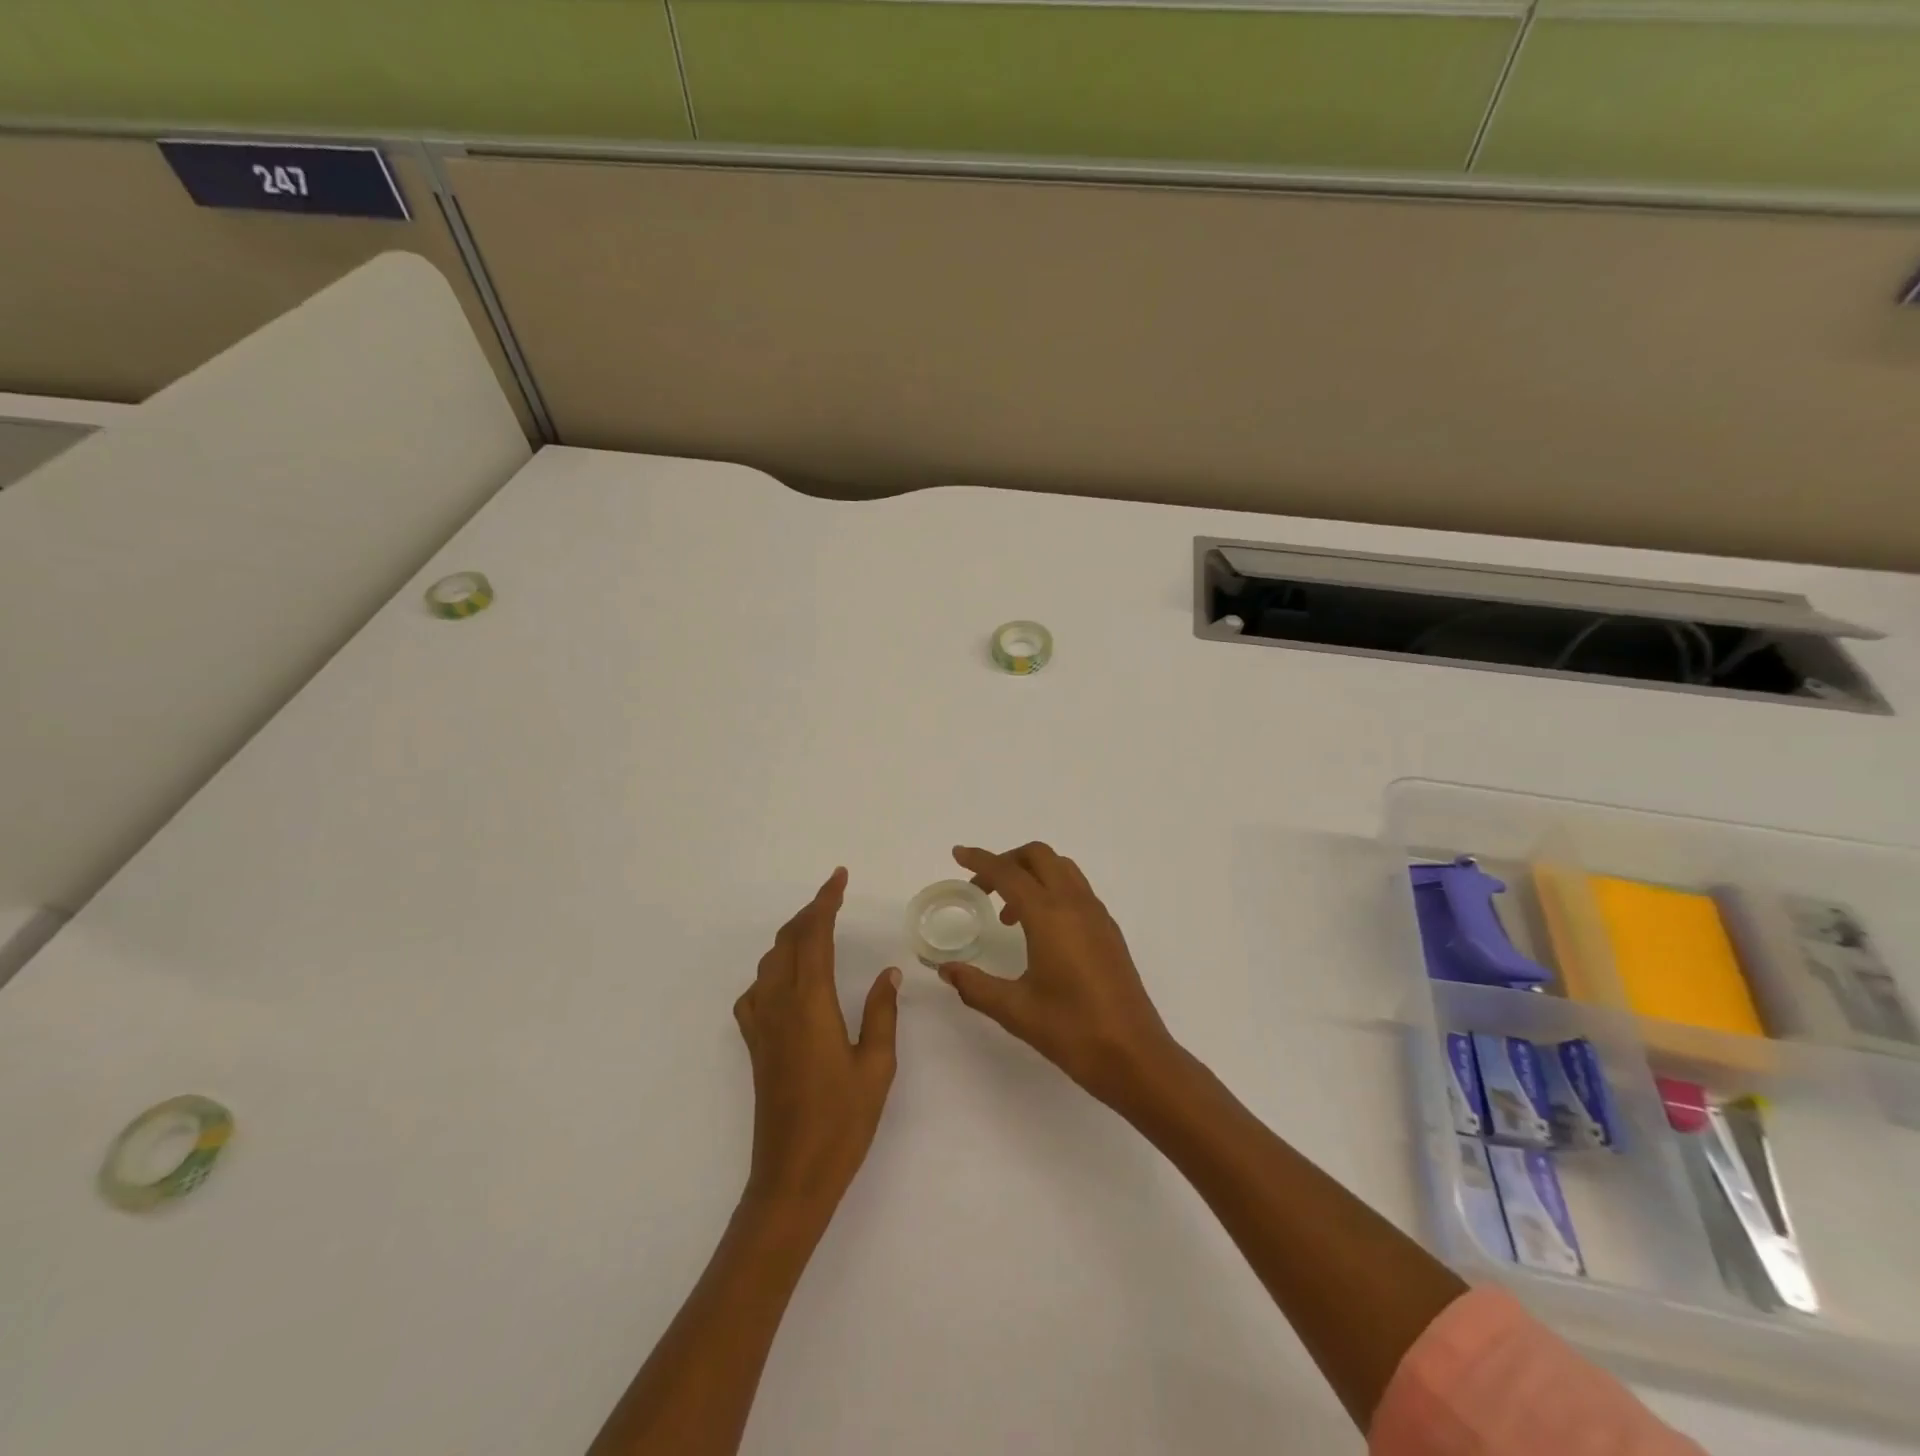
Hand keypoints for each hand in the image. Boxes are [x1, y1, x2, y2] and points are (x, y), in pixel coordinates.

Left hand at [733, 868, 900, 1220]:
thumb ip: (882, 1013)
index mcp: (811, 1004)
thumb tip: (888, 973)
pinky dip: (772, 970)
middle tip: (834, 898)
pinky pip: (755, 992)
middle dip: (809, 913)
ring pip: (769, 963)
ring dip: (792, 937)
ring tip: (817, 930)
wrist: (791, 1178)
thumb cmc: (842, 1122)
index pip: (814, 936)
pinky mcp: (754, 1046)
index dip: (826, 902)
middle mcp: (778, 1005)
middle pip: (787, 942)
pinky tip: (787, 981)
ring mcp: (761, 1026)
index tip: (839, 877)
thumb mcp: (876, 1066)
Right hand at [938, 843, 1178, 1107]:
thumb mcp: (1015, 1010)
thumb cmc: (1072, 1031)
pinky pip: (1077, 889)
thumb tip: (946, 970)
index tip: (958, 854)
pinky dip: (1052, 890)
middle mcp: (1075, 904)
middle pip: (1038, 856)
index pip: (1008, 873)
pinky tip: (1040, 930)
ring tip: (1009, 913)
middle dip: (1007, 861)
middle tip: (982, 888)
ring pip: (1062, 868)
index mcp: (1050, 916)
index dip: (980, 860)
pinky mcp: (1109, 931)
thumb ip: (976, 985)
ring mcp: (1097, 916)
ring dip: (1031, 874)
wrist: (1135, 1056)